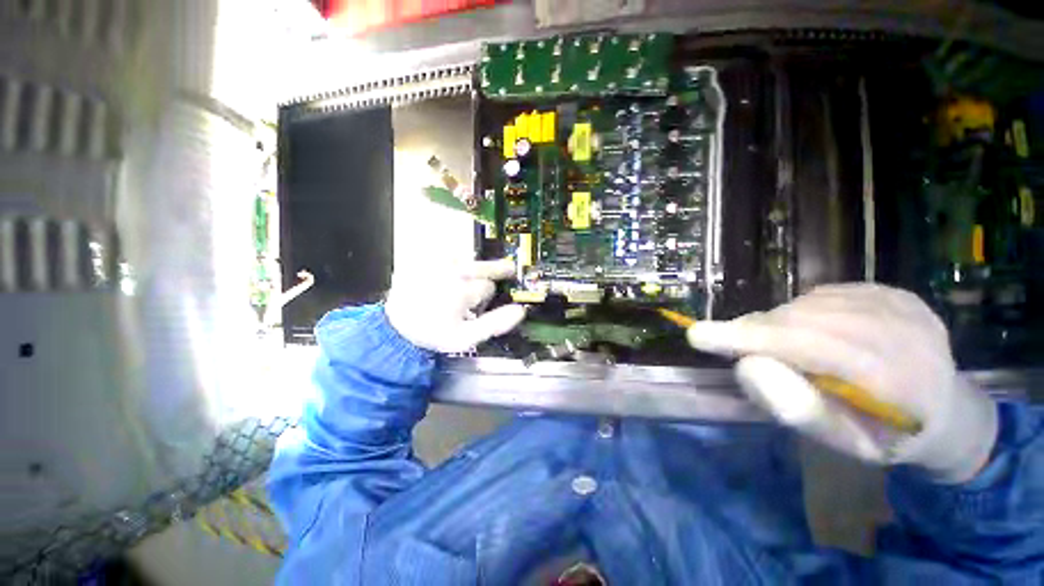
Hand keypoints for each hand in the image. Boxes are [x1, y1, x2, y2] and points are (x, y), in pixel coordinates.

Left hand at [385, 258, 525, 353]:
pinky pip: (452, 254)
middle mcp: (450, 270)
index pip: (490, 285)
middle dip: (496, 270)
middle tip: (508, 269)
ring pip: (470, 259)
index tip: (487, 301)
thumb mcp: (465, 338)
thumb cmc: (433, 332)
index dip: (492, 295)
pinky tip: (453, 274)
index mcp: (461, 290)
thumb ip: (495, 324)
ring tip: (467, 281)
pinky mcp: (426, 258)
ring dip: (474, 268)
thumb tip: (520, 310)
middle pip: (484, 265)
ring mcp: (437, 262)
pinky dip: (458, 262)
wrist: (397, 325)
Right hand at [687, 284, 997, 483]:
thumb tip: (747, 364)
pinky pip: (823, 295)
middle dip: (756, 331)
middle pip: (803, 319)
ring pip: (808, 304)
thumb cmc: (888, 436)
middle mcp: (904, 330)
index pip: (811, 346)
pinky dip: (800, 312)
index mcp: (900, 379)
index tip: (698, 335)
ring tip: (775, 344)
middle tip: (729, 341)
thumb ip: (797, 407)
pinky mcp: (892, 291)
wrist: (947, 410)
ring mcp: (901, 304)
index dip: (750, 338)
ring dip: (776, 322)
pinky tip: (809, 331)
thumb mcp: (844, 443)